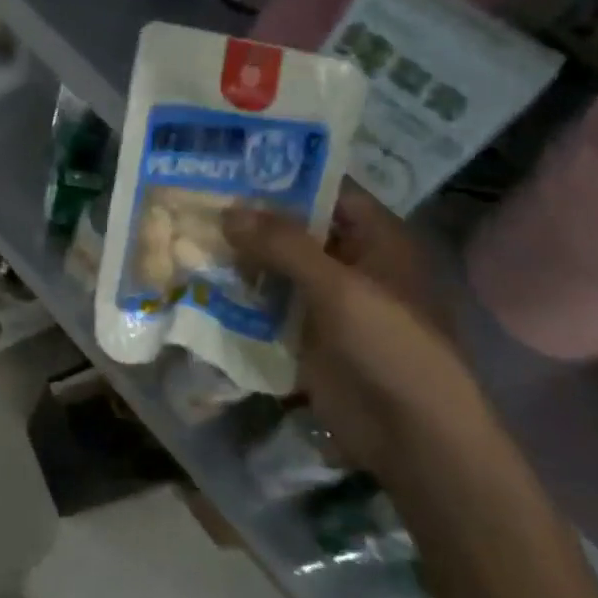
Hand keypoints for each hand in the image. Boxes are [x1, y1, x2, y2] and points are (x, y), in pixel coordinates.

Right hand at [223, 185, 483, 477]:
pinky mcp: (307, 336)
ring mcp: (328, 302)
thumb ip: (284, 245)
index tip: (233, 164)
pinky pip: (269, 306)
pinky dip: (241, 296)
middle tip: (197, 198)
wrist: (410, 434)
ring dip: (242, 258)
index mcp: (377, 240)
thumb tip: (228, 211)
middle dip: (252, 219)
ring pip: (278, 268)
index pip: (328, 192)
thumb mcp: (340, 286)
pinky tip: (201, 282)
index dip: (286, 177)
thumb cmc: (389, 345)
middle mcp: (352, 263)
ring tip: (187, 234)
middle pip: (297, 230)